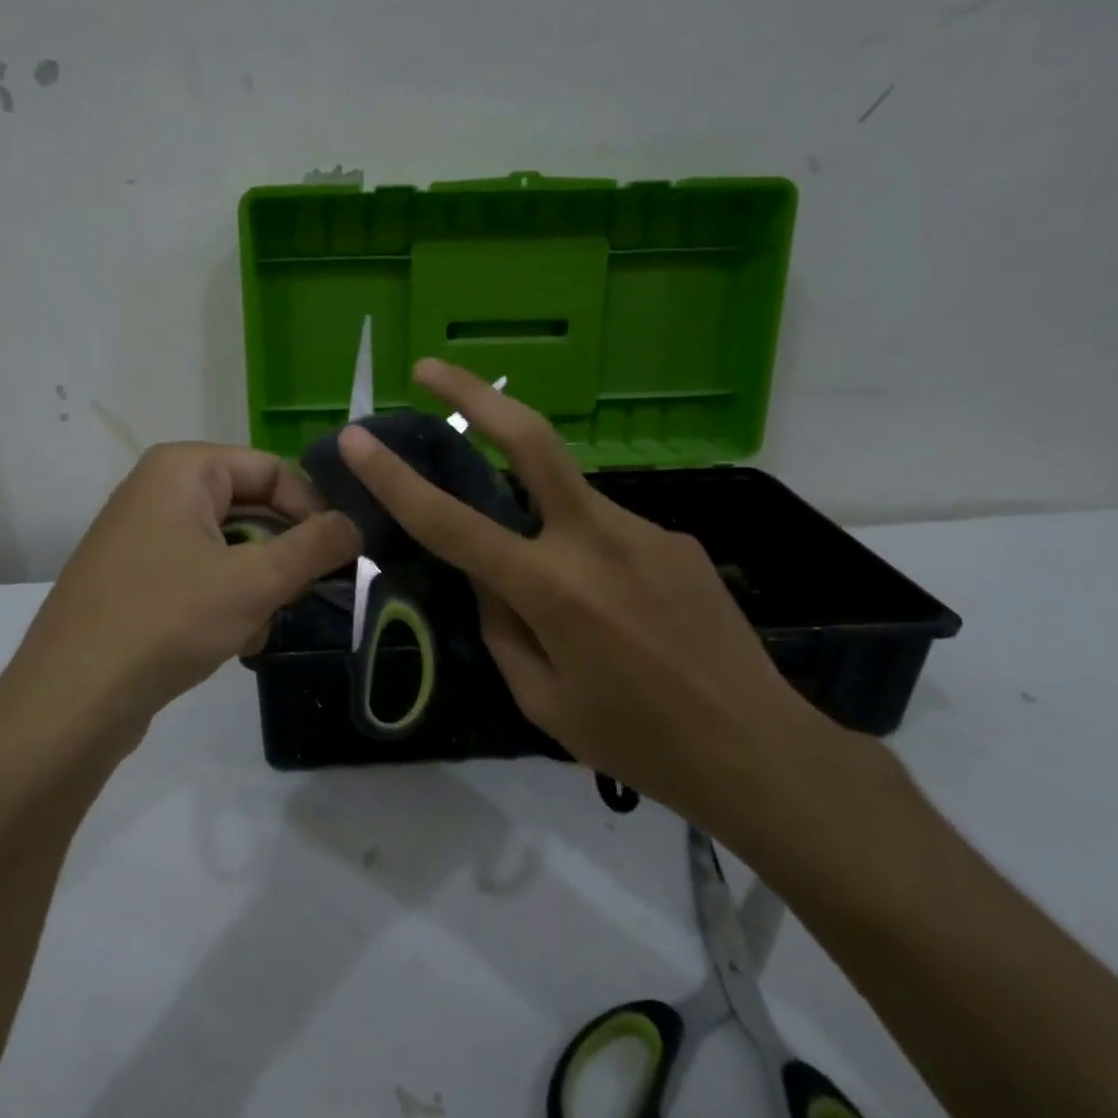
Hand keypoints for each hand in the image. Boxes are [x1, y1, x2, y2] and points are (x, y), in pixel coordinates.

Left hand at [6, 443, 359, 746]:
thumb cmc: (167, 620)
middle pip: (252, 508)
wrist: (72, 699)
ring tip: (260, 625)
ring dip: (258, 585)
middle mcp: (159, 489)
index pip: (272, 469)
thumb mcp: (255, 581)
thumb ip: (316, 546)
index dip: (314, 508)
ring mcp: (143, 535)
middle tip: (308, 592)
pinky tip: (232, 641)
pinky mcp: (137, 577)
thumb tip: (355, 525)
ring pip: (230, 546)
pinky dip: (226, 601)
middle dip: (283, 555)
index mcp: (182, 469)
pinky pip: (201, 573)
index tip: (343, 554)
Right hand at [338, 360, 845, 837]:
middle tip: (428, 368)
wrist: (759, 750)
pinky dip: (585, 553)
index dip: (395, 478)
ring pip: (565, 496)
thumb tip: (487, 579)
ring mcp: (643, 530)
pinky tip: (617, 610)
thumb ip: (501, 627)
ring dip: (537, 514)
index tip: (359, 438)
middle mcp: (596, 540)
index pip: (452, 523)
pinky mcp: (673, 537)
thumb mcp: (543, 700)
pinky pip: (606, 530)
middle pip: (529, 441)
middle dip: (472, 395)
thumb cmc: (637, 740)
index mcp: (552, 590)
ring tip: (564, 595)